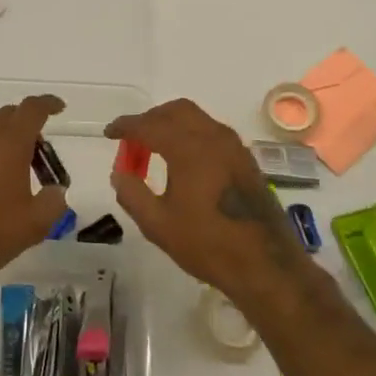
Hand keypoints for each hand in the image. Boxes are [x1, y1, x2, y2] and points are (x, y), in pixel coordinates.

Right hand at [105, 99, 308, 304]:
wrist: (266, 264)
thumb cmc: (208, 244)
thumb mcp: (159, 225)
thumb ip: (132, 195)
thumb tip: (119, 173)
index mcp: (189, 148)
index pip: (149, 125)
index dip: (126, 126)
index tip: (110, 132)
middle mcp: (213, 137)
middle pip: (176, 110)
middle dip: (151, 119)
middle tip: (133, 139)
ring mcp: (234, 146)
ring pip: (197, 118)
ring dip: (172, 124)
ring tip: (155, 150)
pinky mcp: (246, 159)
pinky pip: (212, 132)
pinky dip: (191, 134)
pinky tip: (184, 161)